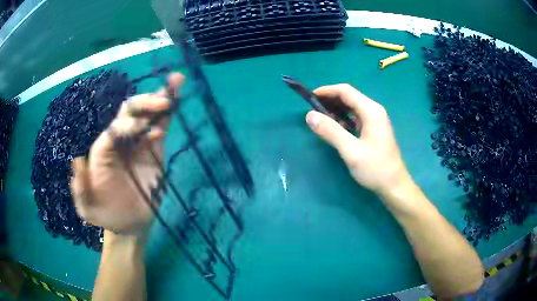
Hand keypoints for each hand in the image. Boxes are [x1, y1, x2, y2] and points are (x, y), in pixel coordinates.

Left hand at [70, 73, 183, 236]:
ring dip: (160, 99)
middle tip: (163, 101)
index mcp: (103, 149)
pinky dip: (167, 118)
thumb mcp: (88, 208)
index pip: (115, 128)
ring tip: (176, 82)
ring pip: (147, 115)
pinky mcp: (154, 152)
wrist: (128, 225)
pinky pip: (161, 129)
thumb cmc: (105, 215)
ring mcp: (138, 145)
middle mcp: (120, 141)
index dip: (128, 125)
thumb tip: (76, 161)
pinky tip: (174, 107)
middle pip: (130, 112)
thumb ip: (80, 189)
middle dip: (145, 103)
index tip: (143, 132)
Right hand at [305, 84, 411, 198]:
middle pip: (349, 97)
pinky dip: (343, 119)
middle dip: (330, 100)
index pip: (346, 91)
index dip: (327, 91)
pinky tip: (335, 127)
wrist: (394, 186)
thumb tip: (309, 115)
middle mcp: (374, 111)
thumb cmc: (375, 168)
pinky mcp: (373, 130)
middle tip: (312, 109)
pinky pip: (355, 117)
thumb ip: (331, 131)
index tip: (309, 97)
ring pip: (352, 107)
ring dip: (336, 109)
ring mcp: (375, 120)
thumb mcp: (351, 150)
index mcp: (371, 110)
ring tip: (320, 118)